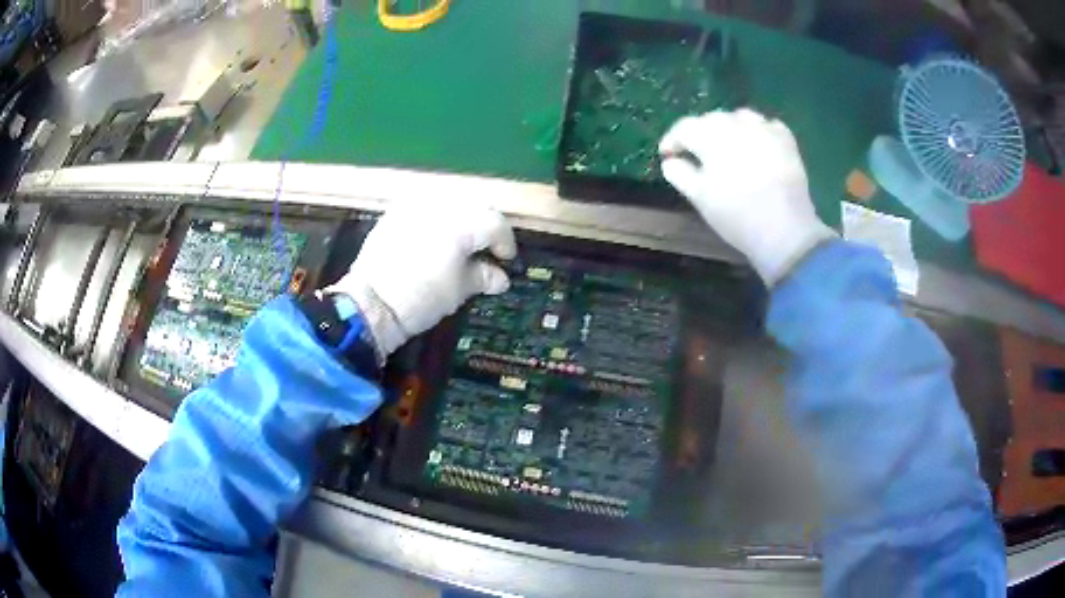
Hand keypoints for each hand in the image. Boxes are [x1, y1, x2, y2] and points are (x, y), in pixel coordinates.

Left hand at [324, 206, 516, 359]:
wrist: (371, 303)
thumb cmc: (420, 300)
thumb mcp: (459, 291)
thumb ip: (484, 277)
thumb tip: (500, 277)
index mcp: (461, 225)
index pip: (495, 224)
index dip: (506, 242)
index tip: (506, 259)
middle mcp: (440, 207)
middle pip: (476, 206)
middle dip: (485, 226)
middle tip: (486, 248)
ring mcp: (416, 205)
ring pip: (451, 200)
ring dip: (463, 216)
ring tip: (462, 240)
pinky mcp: (397, 211)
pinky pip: (426, 204)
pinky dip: (438, 215)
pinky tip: (436, 235)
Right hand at [659, 109, 834, 284]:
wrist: (784, 229)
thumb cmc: (736, 214)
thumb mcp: (699, 197)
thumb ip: (679, 173)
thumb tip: (671, 160)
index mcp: (710, 135)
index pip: (683, 128)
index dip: (672, 140)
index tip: (667, 154)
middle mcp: (736, 123)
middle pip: (711, 120)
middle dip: (700, 133)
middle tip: (696, 153)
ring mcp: (764, 128)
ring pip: (740, 118)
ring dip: (730, 128)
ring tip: (729, 146)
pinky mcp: (786, 140)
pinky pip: (767, 125)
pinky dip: (758, 132)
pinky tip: (758, 146)